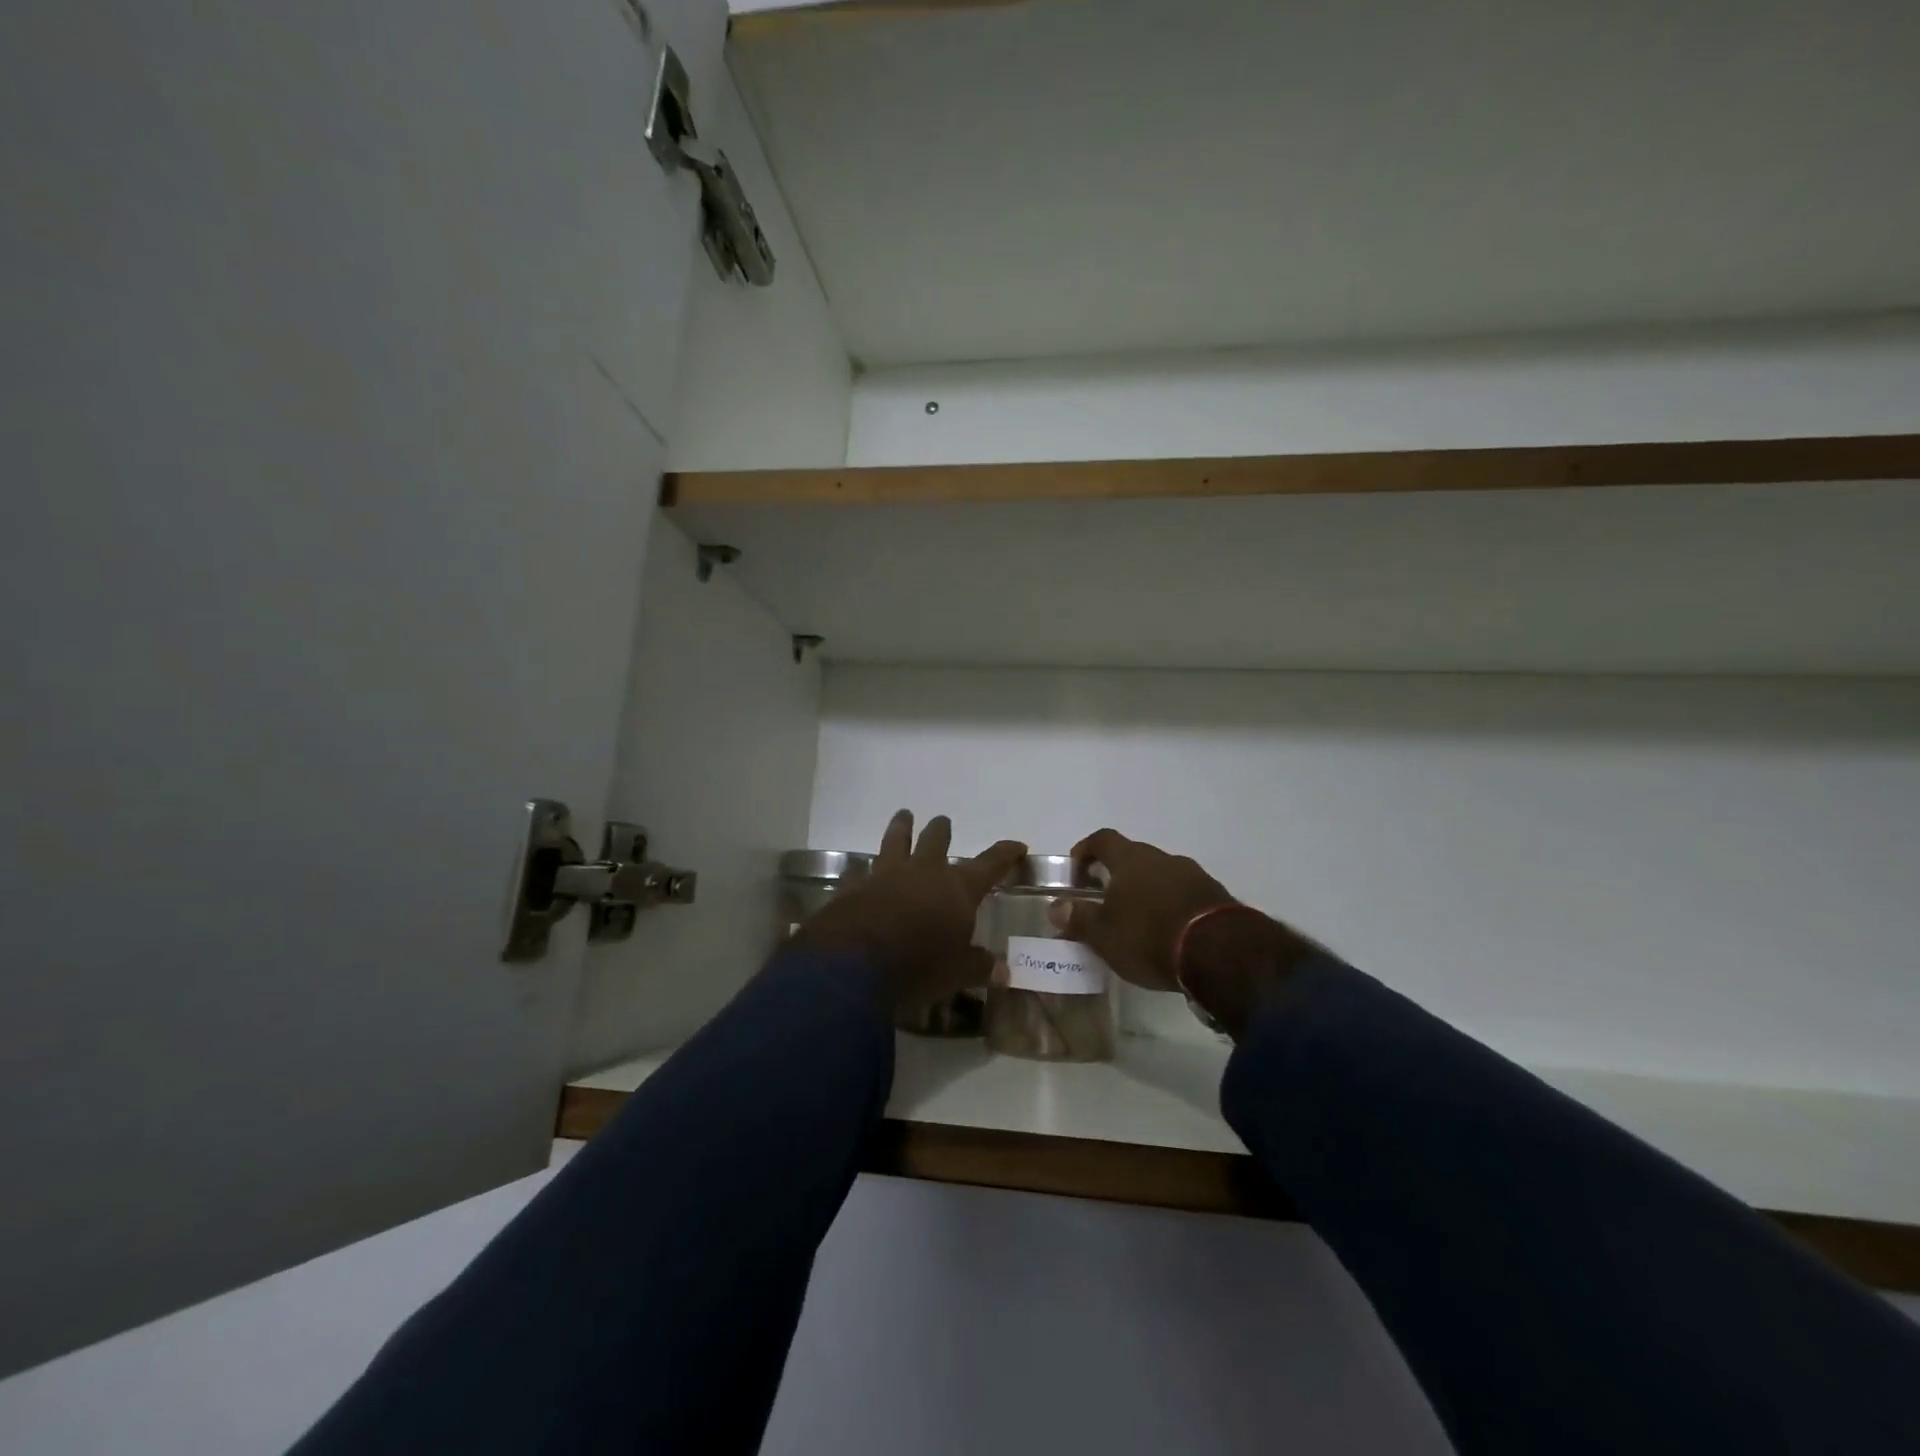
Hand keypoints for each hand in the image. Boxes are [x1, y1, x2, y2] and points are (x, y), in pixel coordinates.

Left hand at [789, 810, 1025, 1016]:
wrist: (856, 962)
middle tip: (942, 821)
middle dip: (941, 830)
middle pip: (936, 841)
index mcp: (957, 888)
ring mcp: (886, 875)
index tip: (1017, 846)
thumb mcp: (957, 973)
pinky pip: (859, 872)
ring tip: (903, 816)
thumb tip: (1002, 969)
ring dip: (900, 828)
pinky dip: (861, 870)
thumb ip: (978, 966)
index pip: (989, 864)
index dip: (1004, 854)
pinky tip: (856, 870)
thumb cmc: (920, 965)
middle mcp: (924, 872)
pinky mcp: (855, 887)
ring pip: (895, 842)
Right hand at [1060, 829, 1315, 1037]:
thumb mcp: (1103, 935)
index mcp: (1131, 859)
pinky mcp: (1216, 896)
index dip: (1086, 849)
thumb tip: (1056, 907)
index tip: (1076, 867)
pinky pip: (1184, 893)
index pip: (1102, 839)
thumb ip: (1078, 918)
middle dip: (1117, 874)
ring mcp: (1193, 875)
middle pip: (1133, 856)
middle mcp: (1162, 858)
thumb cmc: (1148, 937)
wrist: (1220, 952)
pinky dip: (1171, 905)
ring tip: (1137, 920)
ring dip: (1146, 890)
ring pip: (1161, 875)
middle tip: (1105, 899)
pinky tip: (1167, 931)